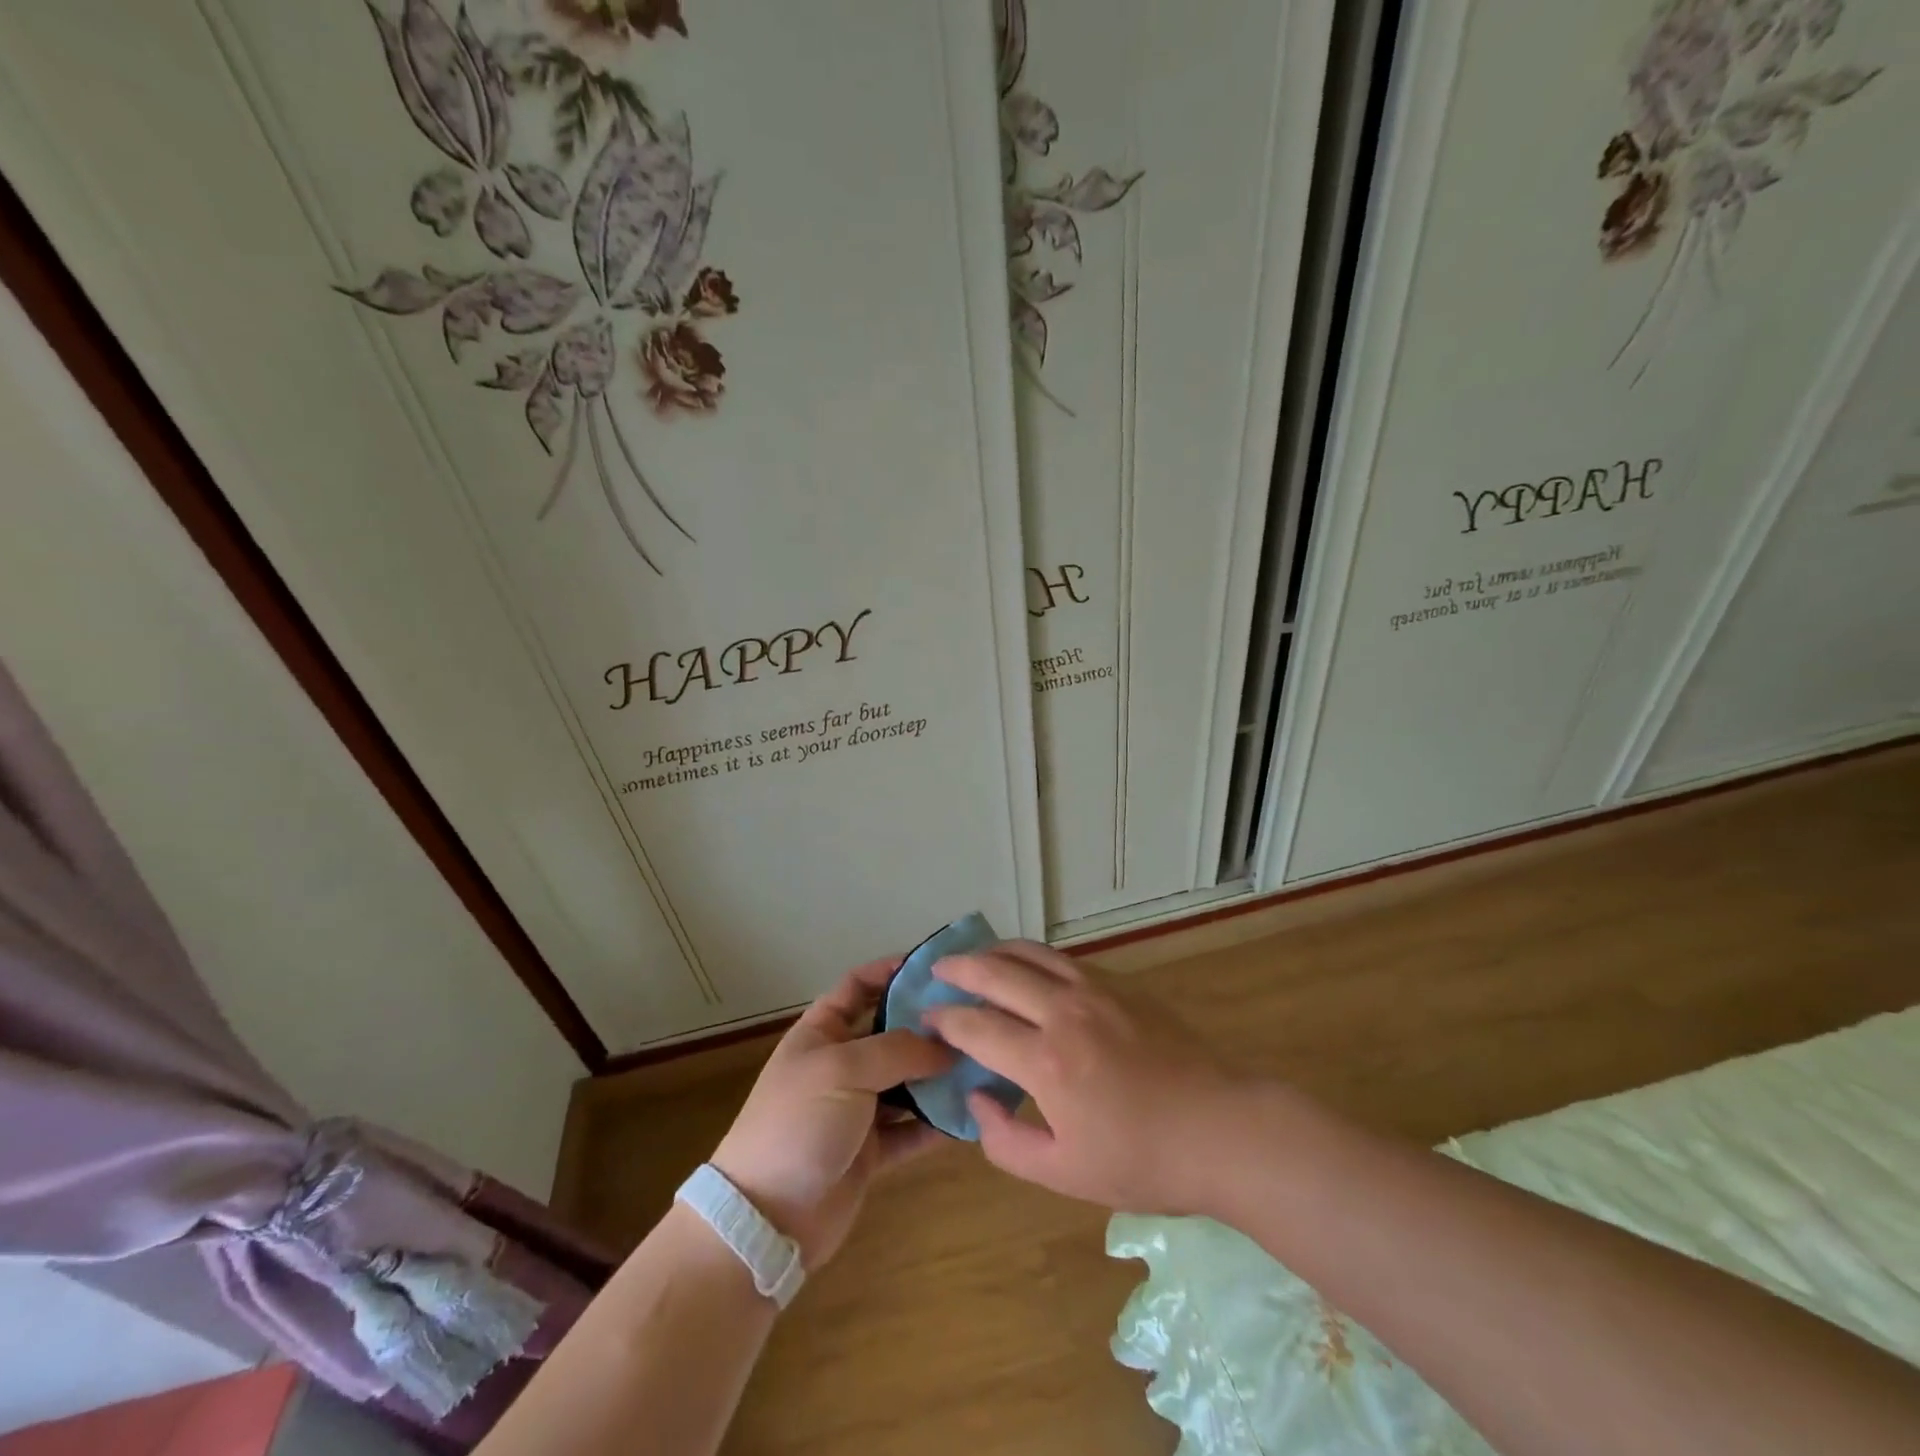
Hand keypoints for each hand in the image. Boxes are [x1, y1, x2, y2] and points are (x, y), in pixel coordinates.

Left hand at [711, 957, 954, 1266]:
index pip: (858, 985)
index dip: (891, 971)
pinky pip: (911, 1128)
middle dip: (928, 1026)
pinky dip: (936, 1123)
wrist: (766, 1219)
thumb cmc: (798, 1124)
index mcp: (822, 1032)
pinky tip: (970, 1115)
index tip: (936, 969)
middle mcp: (841, 1064)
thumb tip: (946, 1043)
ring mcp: (856, 1108)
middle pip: (891, 1033)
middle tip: (976, 1019)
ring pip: (907, 1082)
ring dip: (939, 1076)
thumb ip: (897, 1050)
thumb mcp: (843, 1071)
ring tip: (984, 1065)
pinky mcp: (871, 1151)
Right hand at [921, 941, 1242, 1213]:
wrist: (1223, 1129)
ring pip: (1031, 953)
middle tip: (936, 971)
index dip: (944, 1019)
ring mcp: (1095, 989)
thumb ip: (1005, 1140)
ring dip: (995, 951)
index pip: (976, 1025)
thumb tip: (976, 1097)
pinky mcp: (1121, 984)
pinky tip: (1029, 969)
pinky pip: (1063, 959)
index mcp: (1045, 1060)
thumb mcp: (1064, 1174)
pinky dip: (1033, 957)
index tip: (926, 1018)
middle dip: (958, 968)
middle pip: (996, 972)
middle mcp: (1063, 1011)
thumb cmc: (1143, 1160)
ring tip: (975, 957)